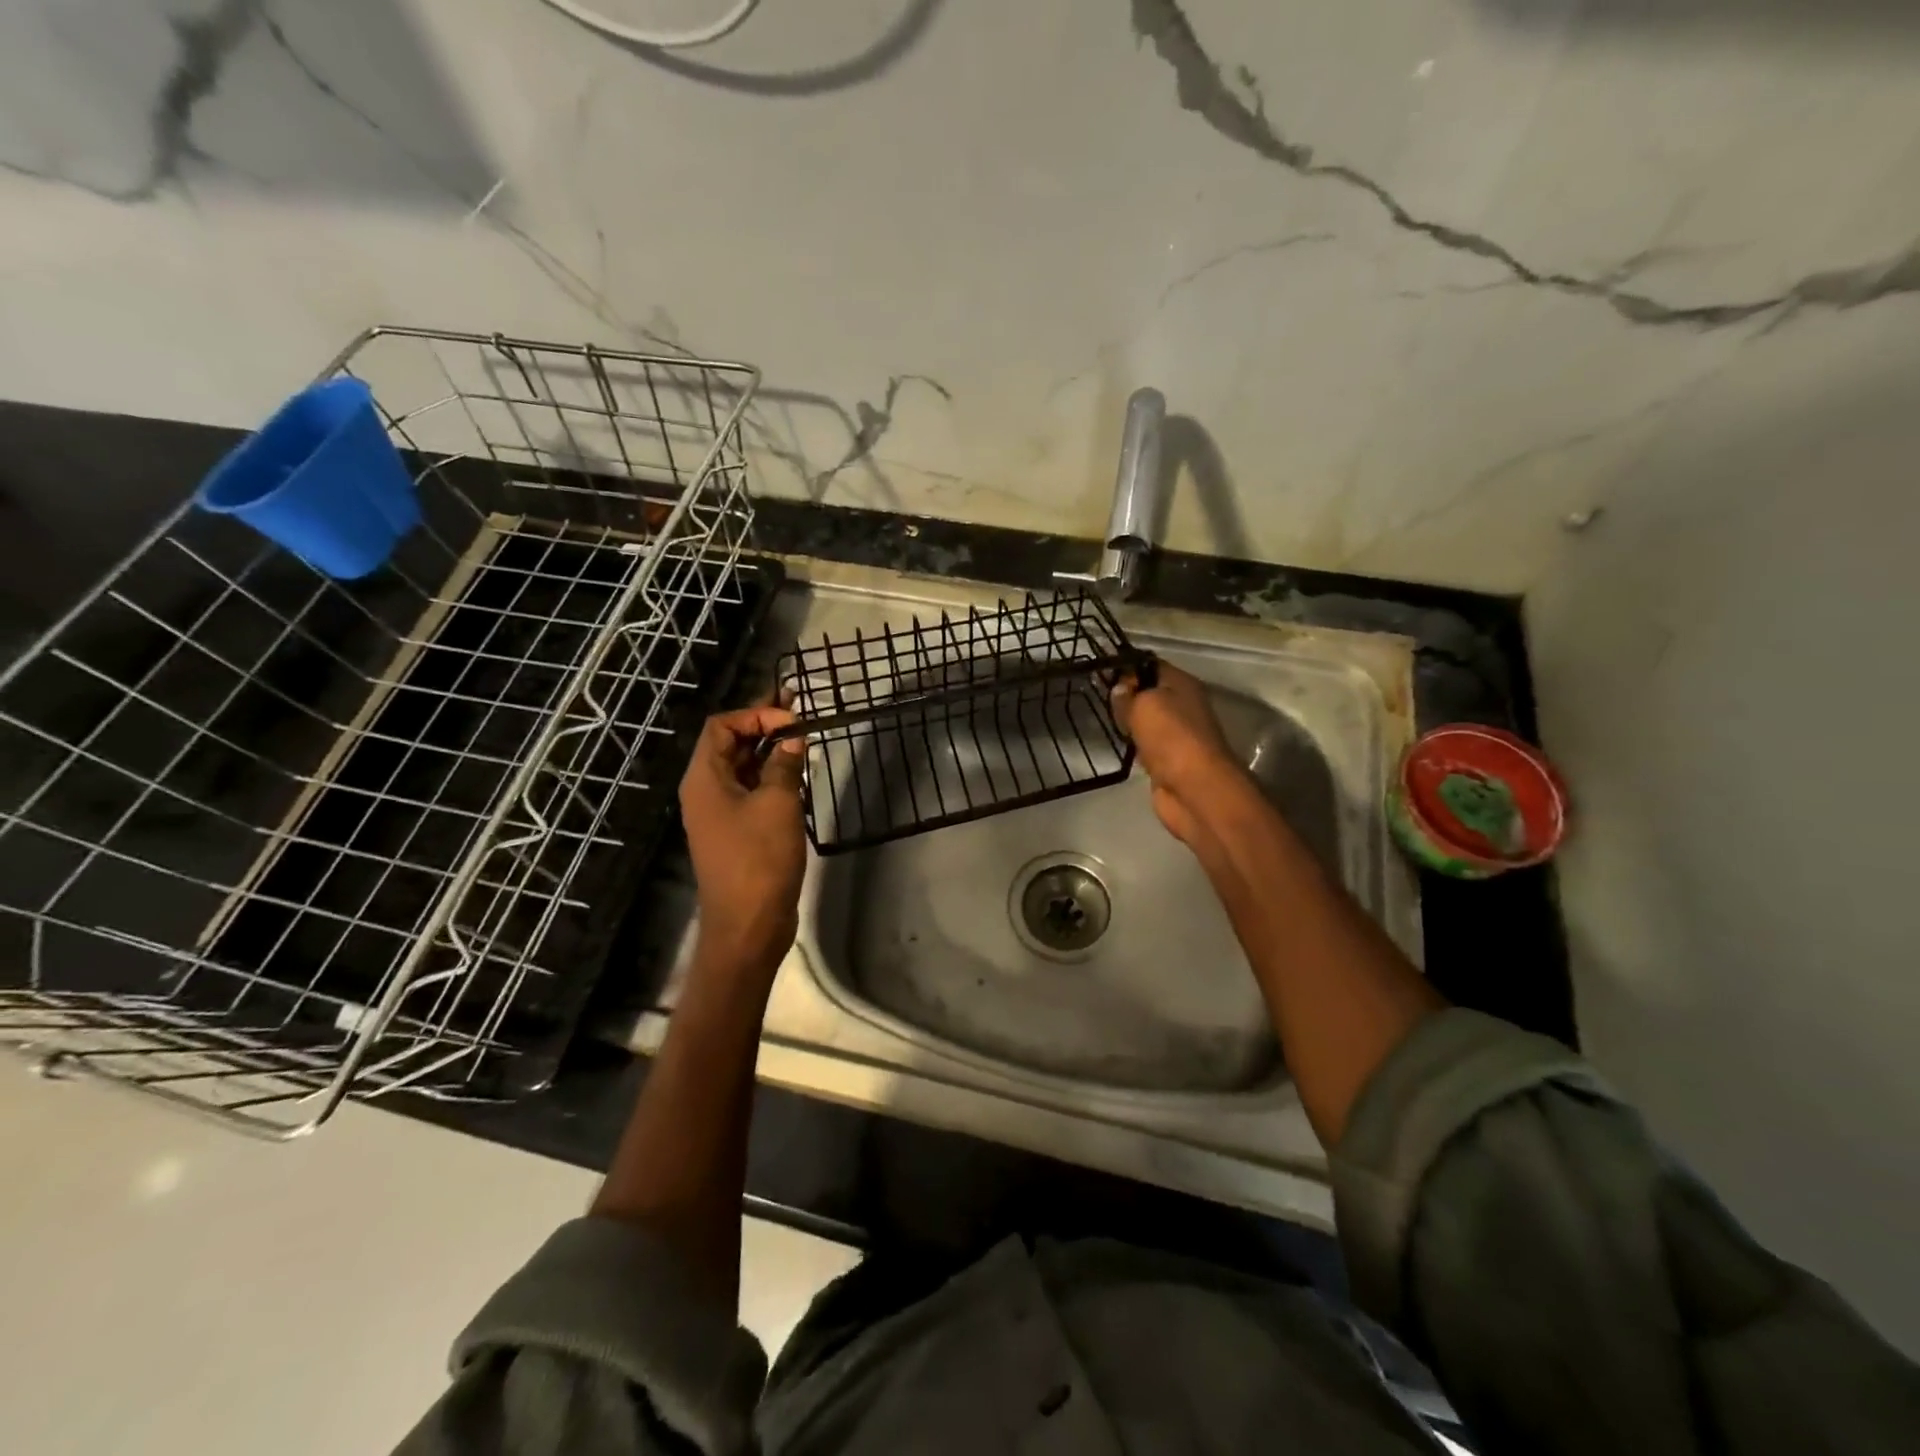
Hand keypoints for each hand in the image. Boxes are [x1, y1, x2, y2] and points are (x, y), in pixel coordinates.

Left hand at [678, 705, 807, 978]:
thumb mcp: (778, 803)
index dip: (755, 714)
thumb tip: (793, 739)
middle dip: (763, 726)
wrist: (749, 924)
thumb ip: (784, 765)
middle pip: (729, 745)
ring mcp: (720, 814)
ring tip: (803, 738)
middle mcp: (705, 791)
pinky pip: (750, 792)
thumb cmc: (759, 859)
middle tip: (799, 710)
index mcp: (704, 778)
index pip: (721, 727)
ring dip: (770, 752)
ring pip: (742, 769)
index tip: (792, 718)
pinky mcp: (736, 832)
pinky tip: (798, 775)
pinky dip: (772, 778)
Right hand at [1111, 662, 1250, 849]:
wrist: (1194, 789)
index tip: (1099, 670)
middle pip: (1148, 693)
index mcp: (1183, 684)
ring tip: (1101, 717)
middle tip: (1095, 694)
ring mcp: (1176, 735)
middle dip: (1125, 694)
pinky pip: (1145, 745)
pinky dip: (1133, 745)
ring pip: (1146, 720)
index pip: (1151, 665)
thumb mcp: (1144, 705)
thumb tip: (1119, 689)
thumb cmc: (1171, 737)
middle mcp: (1183, 706)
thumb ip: (1128, 695)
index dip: (1126, 666)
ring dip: (1127, 721)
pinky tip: (1117, 743)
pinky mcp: (1168, 761)